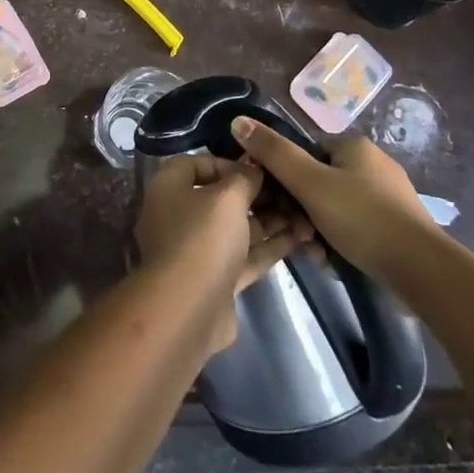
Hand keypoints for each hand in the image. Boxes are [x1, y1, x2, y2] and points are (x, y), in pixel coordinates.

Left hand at [134, 154, 309, 354]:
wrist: (189, 309)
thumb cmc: (202, 237)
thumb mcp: (227, 197)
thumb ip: (243, 178)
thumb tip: (252, 167)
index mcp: (169, 188)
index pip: (193, 164)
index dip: (225, 163)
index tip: (256, 168)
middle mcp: (178, 216)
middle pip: (218, 198)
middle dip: (255, 194)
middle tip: (289, 190)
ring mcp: (197, 251)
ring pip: (236, 229)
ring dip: (268, 221)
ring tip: (304, 213)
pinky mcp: (216, 280)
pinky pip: (244, 256)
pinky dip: (268, 246)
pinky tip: (300, 238)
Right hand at [228, 118, 435, 278]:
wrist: (423, 270)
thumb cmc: (362, 218)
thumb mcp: (310, 183)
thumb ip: (273, 153)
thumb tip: (237, 120)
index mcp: (354, 146)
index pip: (304, 153)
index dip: (285, 179)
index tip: (277, 206)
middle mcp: (372, 165)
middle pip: (317, 184)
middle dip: (302, 212)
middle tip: (299, 236)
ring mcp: (387, 197)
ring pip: (333, 210)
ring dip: (318, 232)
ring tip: (319, 256)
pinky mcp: (397, 227)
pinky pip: (355, 228)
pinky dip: (341, 243)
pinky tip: (338, 263)